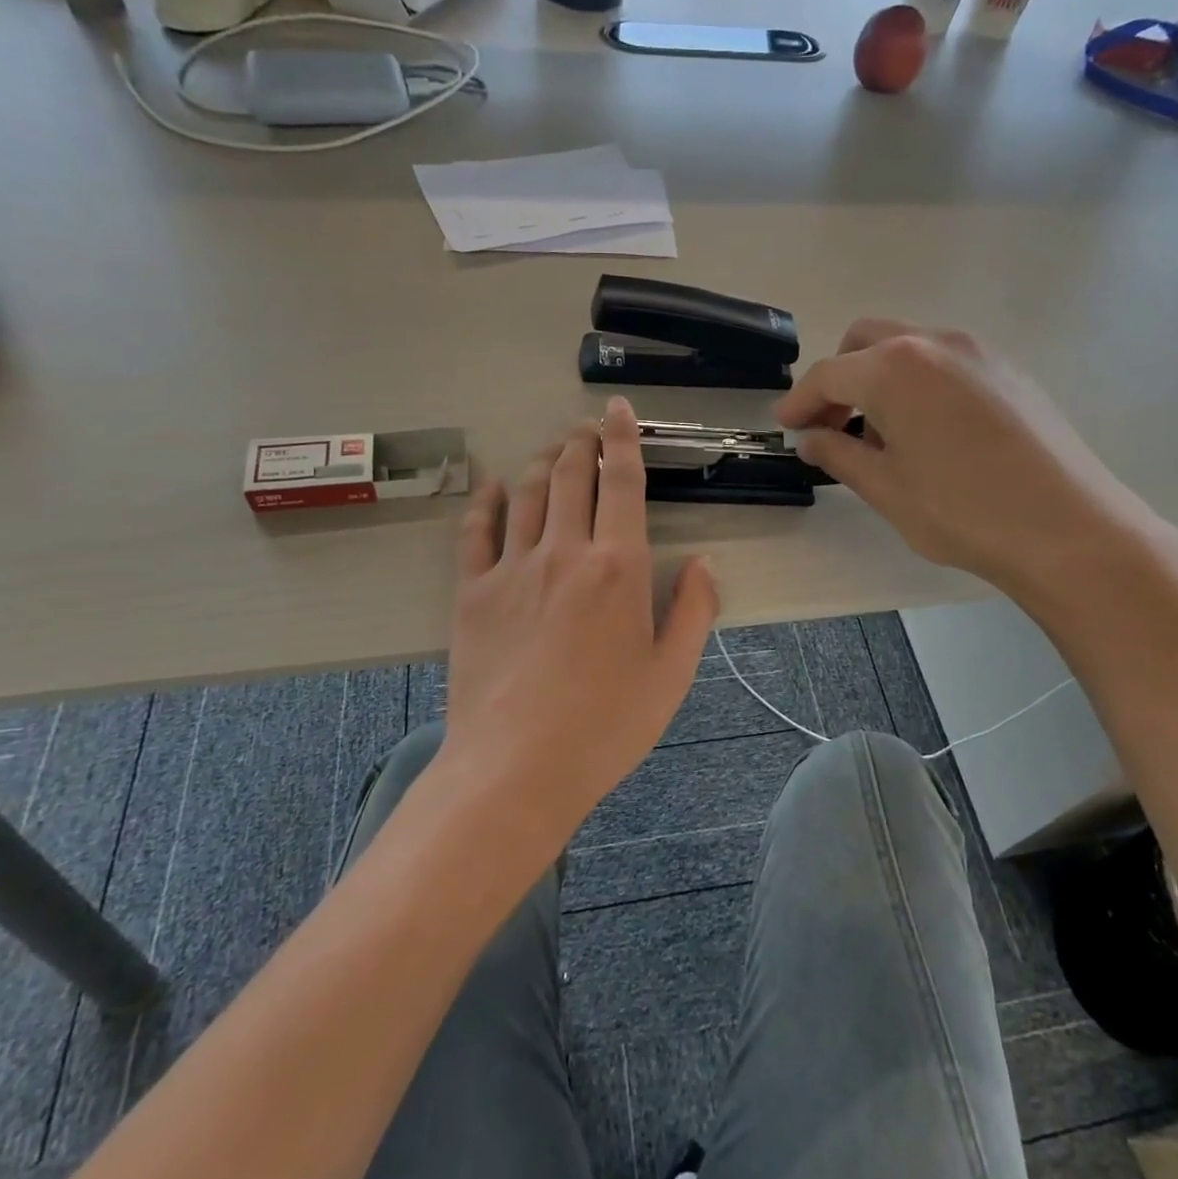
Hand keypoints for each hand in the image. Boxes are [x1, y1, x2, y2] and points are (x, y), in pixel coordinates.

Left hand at [440, 397, 717, 837]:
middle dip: (581, 441)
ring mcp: (512, 569)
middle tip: (588, 427)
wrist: (516, 767)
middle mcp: (564, 552)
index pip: (622, 482)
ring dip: (543, 462)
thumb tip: (704, 564)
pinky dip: (487, 501)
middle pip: (571, 475)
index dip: (622, 439)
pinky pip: (477, 531)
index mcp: (618, 567)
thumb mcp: (672, 675)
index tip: (618, 411)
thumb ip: (694, 612)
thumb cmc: (606, 726)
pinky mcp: (472, 593)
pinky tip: (494, 488)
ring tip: (554, 450)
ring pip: (528, 493)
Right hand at [775, 321, 1176, 616]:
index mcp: (894, 368)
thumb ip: (838, 454)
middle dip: (838, 379)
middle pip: (865, 342)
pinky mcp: (1008, 371)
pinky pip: (944, 363)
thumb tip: (812, 439)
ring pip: (908, 348)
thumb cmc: (962, 512)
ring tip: (880, 436)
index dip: (799, 401)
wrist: (1069, 528)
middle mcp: (934, 343)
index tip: (786, 427)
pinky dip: (917, 384)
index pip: (828, 375)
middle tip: (831, 427)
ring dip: (878, 380)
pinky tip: (927, 433)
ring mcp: (978, 352)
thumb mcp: (886, 488)